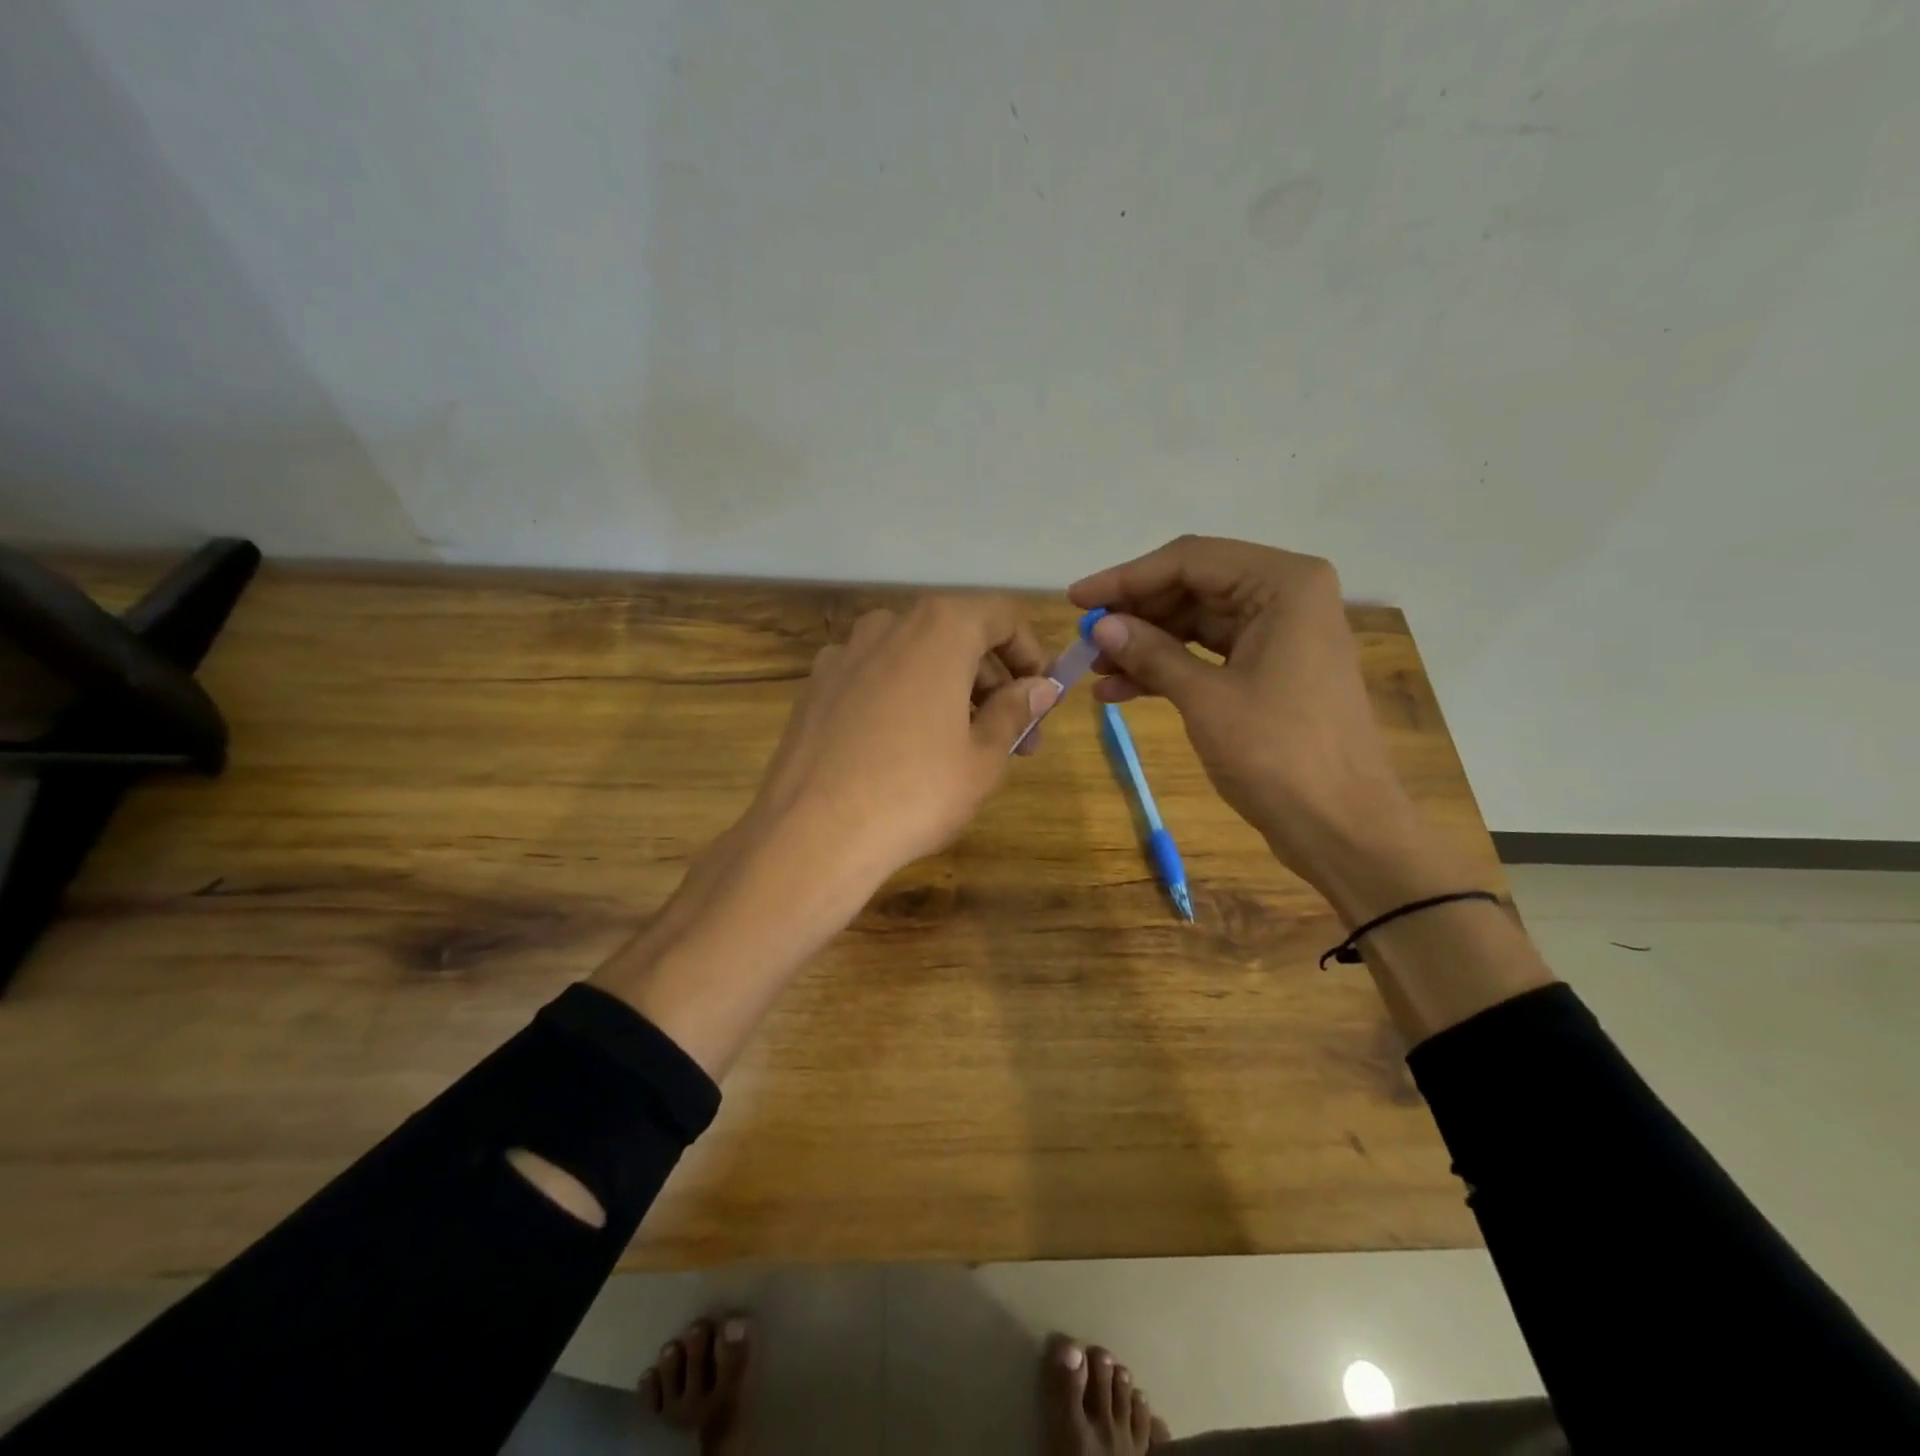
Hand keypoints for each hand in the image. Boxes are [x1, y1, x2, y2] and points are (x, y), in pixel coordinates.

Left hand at [739, 594, 1057, 895]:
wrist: (811, 834)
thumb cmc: (915, 792)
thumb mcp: (984, 757)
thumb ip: (1015, 710)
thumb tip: (1039, 687)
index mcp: (939, 629)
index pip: (1001, 615)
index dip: (1029, 652)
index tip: (1040, 696)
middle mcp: (888, 625)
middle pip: (956, 635)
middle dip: (992, 681)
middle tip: (1013, 737)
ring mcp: (844, 654)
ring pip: (914, 657)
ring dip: (948, 689)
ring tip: (960, 746)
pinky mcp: (815, 687)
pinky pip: (875, 679)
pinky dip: (902, 698)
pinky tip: (902, 749)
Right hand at [1069, 536, 1419, 887]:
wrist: (1341, 827)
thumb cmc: (1278, 754)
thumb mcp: (1205, 699)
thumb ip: (1151, 653)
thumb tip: (1099, 625)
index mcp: (1284, 585)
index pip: (1190, 560)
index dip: (1127, 578)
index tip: (1076, 599)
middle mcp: (1286, 597)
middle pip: (1193, 587)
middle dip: (1136, 614)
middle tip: (1084, 637)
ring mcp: (1280, 635)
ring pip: (1197, 624)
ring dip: (1145, 644)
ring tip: (1094, 670)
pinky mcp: (1271, 671)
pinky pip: (1209, 656)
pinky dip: (1167, 669)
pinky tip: (1120, 691)